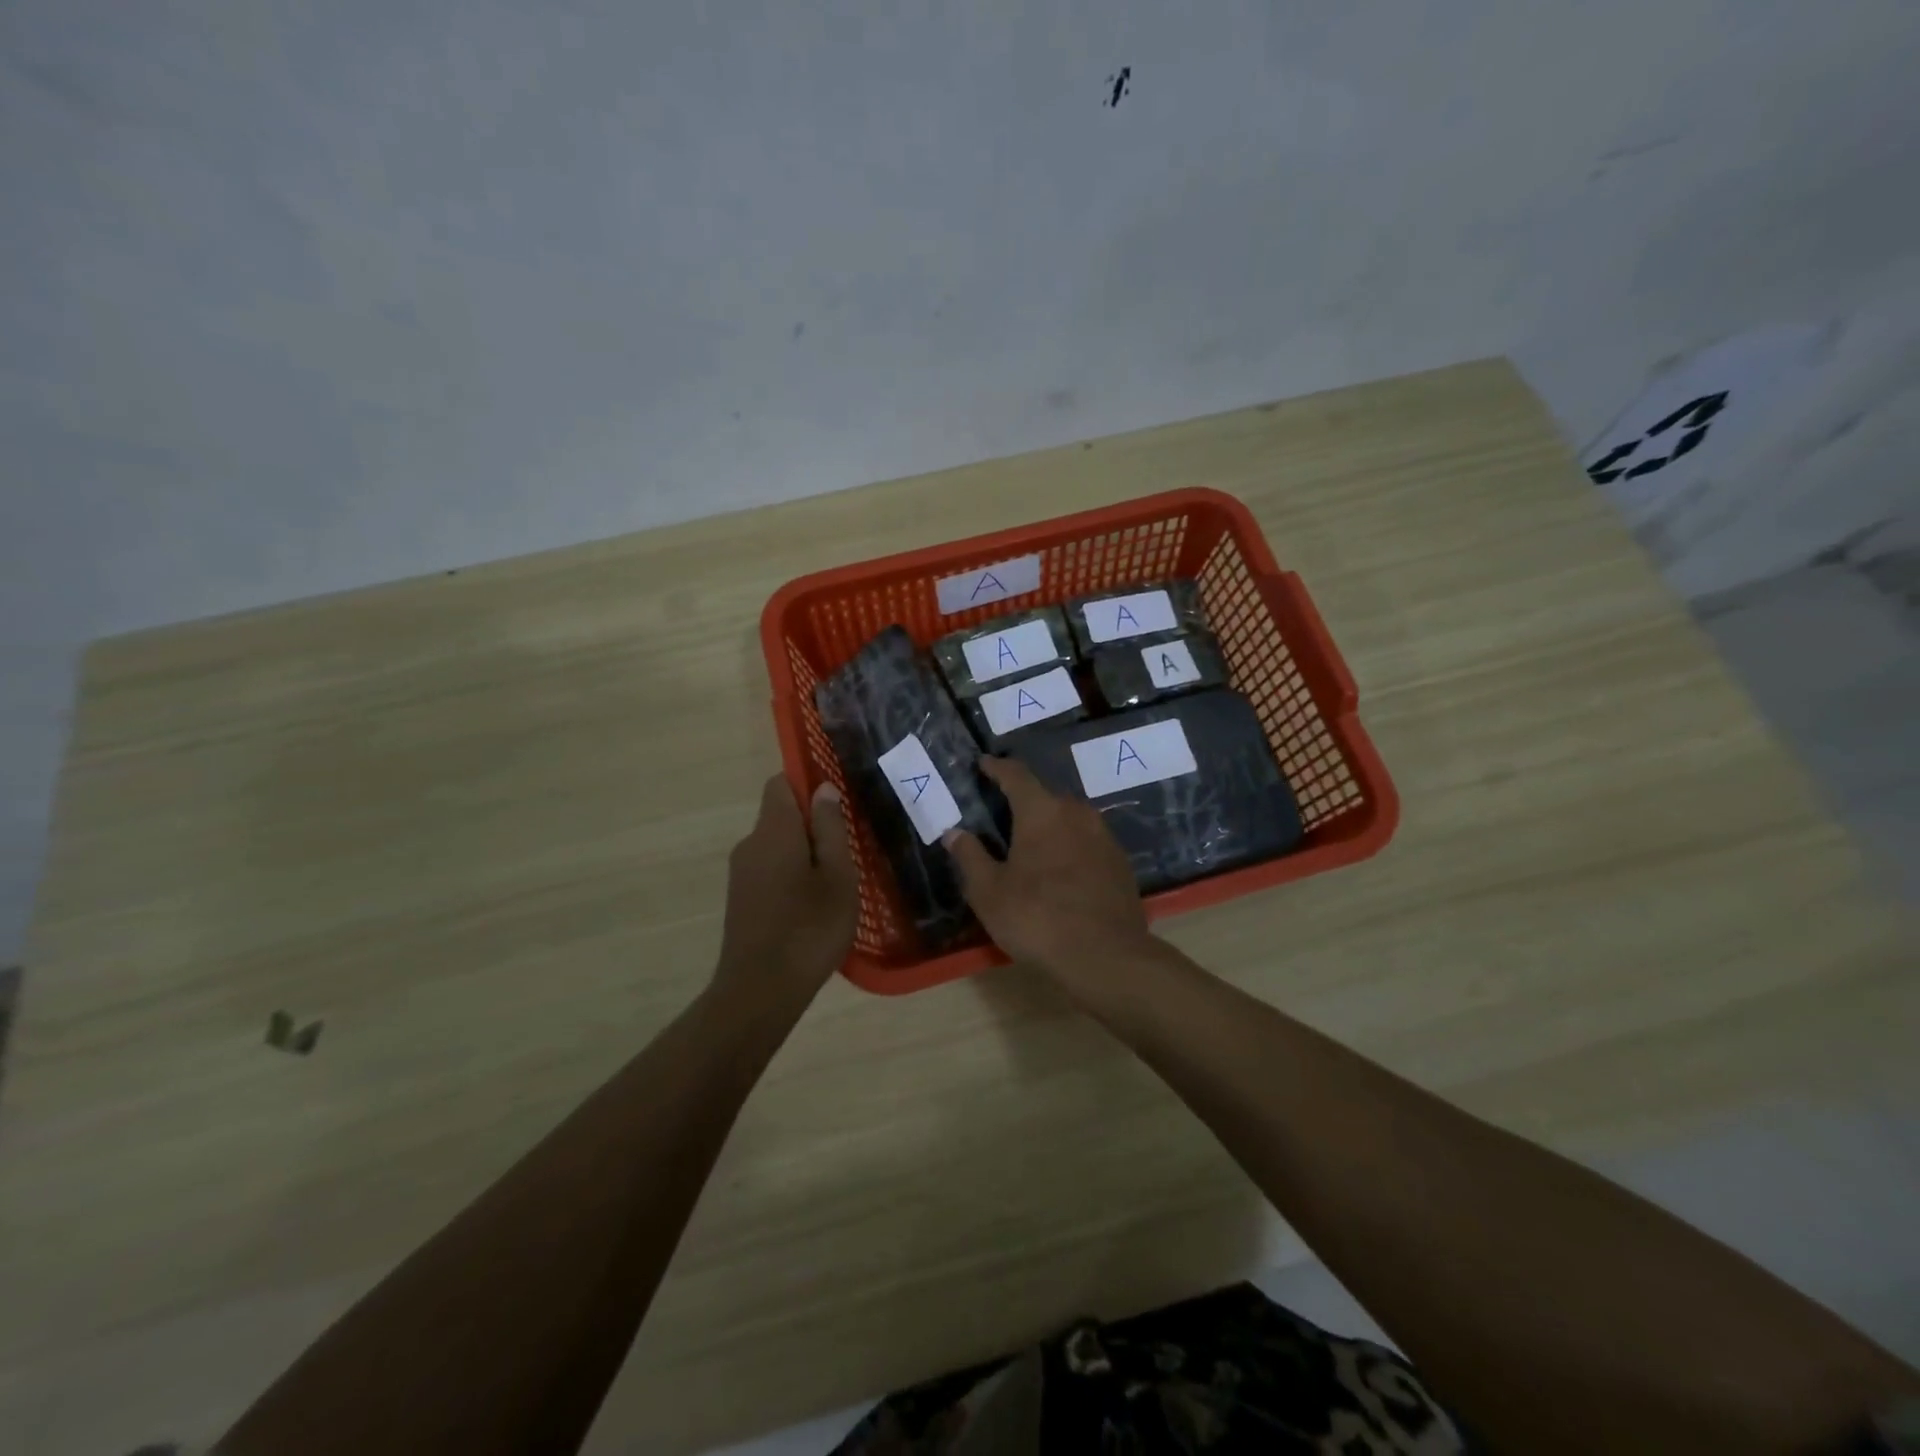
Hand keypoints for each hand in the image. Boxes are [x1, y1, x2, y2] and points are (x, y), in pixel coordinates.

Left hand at [714, 775, 858, 1009]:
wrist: (760, 990)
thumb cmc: (809, 928)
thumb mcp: (837, 875)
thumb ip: (830, 828)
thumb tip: (823, 788)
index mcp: (774, 830)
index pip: (781, 783)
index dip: (808, 784)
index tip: (838, 804)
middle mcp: (750, 844)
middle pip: (781, 815)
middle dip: (813, 825)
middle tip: (848, 850)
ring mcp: (741, 873)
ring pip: (777, 845)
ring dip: (804, 854)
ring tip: (836, 883)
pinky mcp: (740, 899)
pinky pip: (769, 870)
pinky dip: (791, 875)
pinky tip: (813, 906)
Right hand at [943, 757, 1151, 983]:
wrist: (1107, 957)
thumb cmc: (1037, 918)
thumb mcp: (989, 891)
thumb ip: (970, 856)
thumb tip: (954, 832)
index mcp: (1042, 811)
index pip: (1016, 775)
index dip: (996, 768)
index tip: (983, 764)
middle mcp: (1077, 813)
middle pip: (1045, 796)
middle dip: (1023, 800)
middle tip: (1002, 813)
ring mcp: (1104, 837)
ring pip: (1070, 819)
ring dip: (1049, 825)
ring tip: (1031, 843)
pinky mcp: (1120, 863)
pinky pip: (1088, 842)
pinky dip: (1070, 846)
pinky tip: (1061, 870)